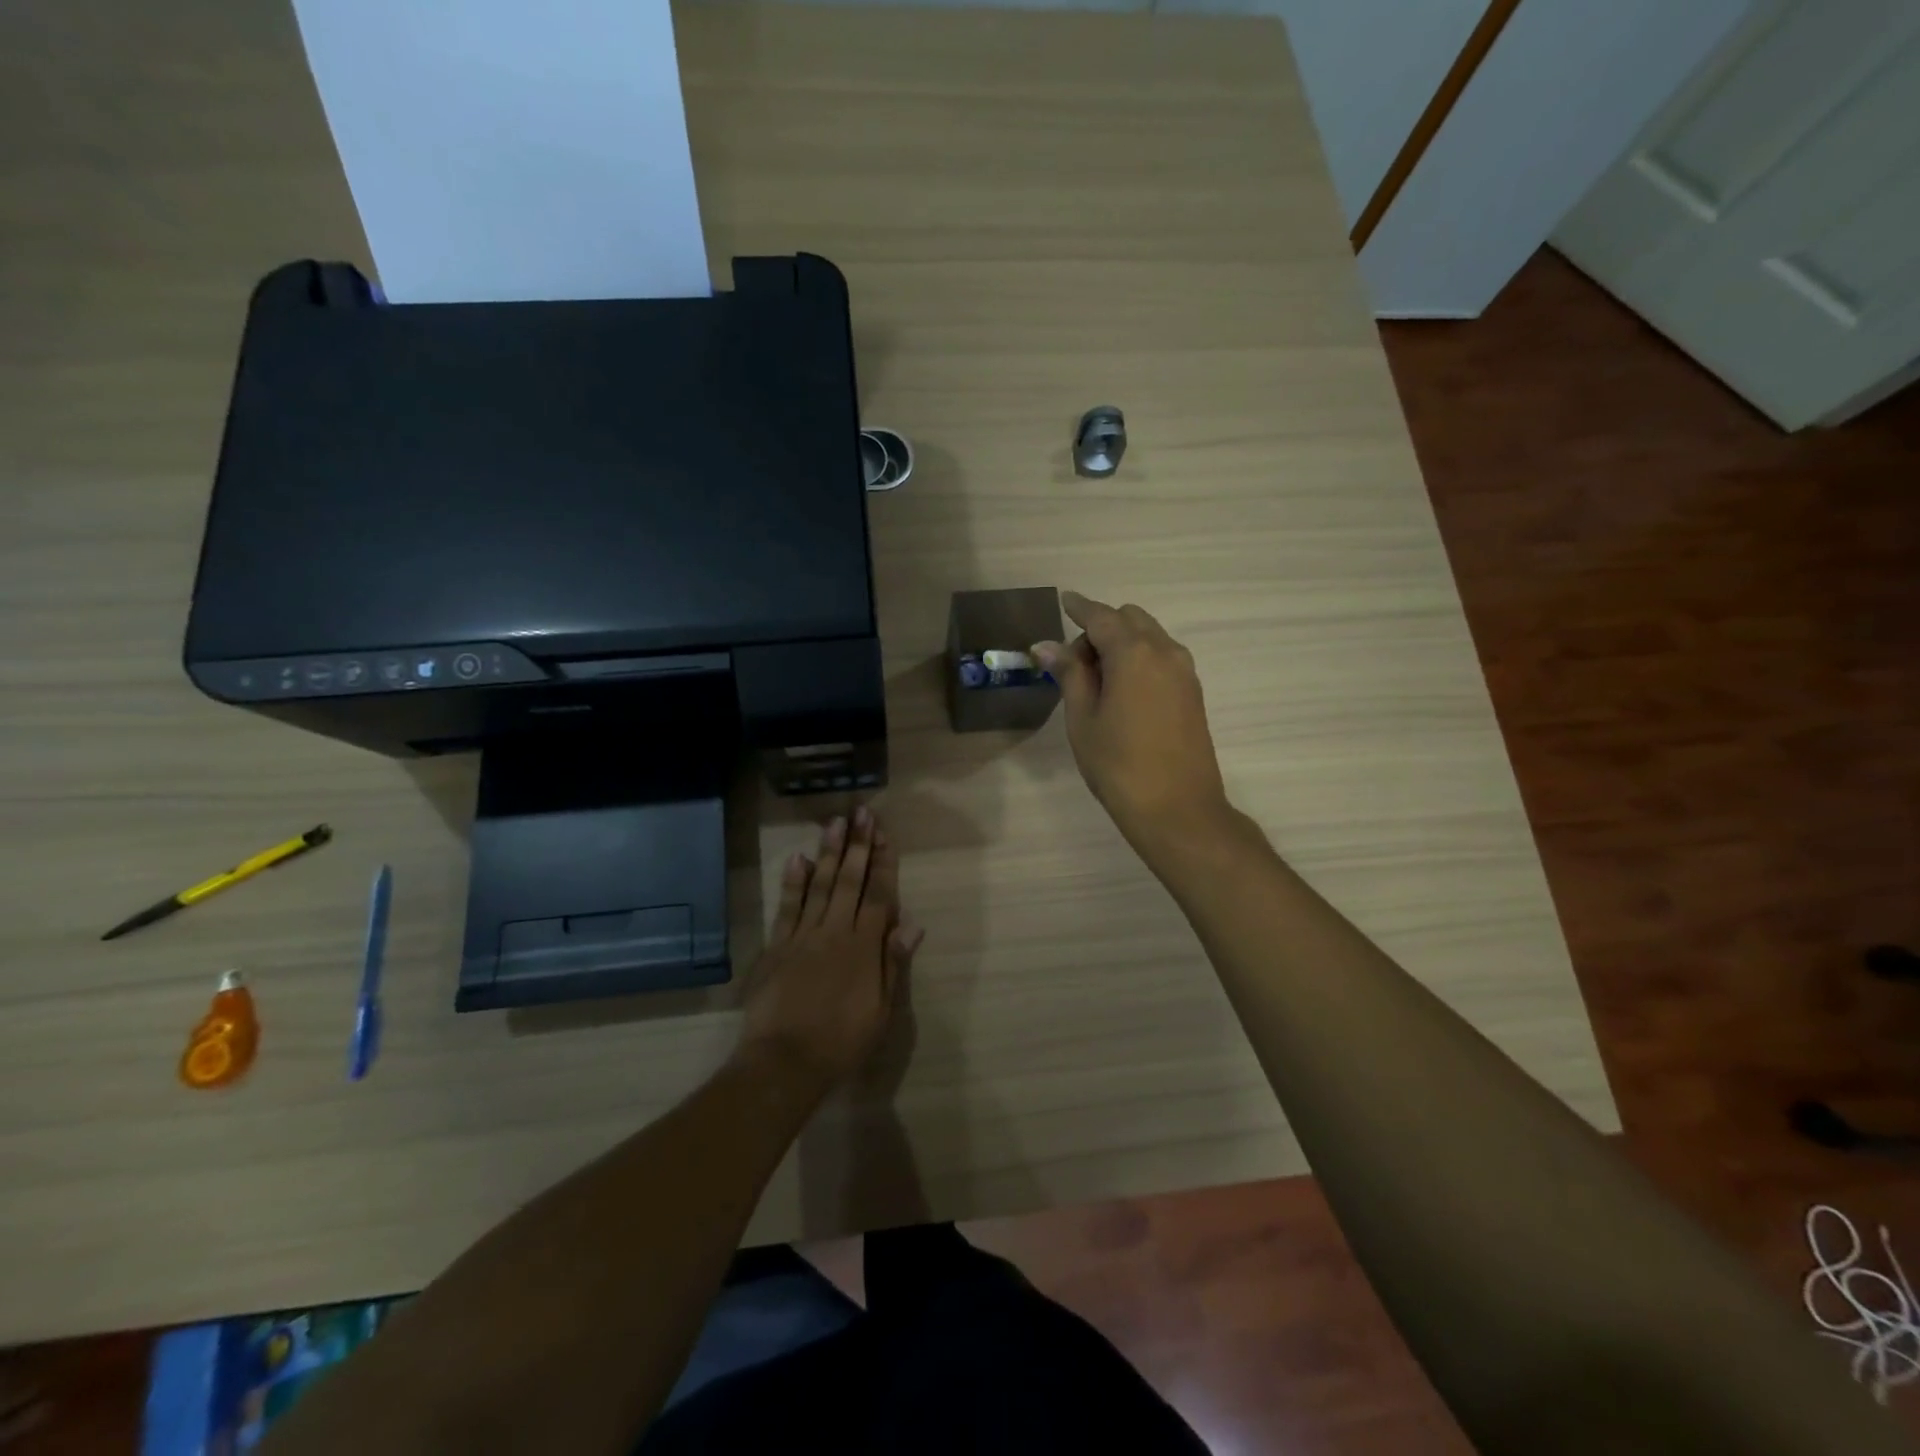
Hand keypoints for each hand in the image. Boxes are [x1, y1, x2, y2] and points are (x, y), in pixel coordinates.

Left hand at [737, 807, 924, 1095]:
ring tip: (836, 822)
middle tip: (862, 813)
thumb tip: (912, 924)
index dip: (884, 864)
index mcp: (865, 947)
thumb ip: (893, 963)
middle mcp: (835, 931)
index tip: (886, 835)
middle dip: (859, 845)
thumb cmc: (841, 1041)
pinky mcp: (777, 945)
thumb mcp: (881, 1010)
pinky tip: (798, 858)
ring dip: (830, 852)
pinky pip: (787, 906)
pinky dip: (793, 882)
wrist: (785, 1061)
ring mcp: (803, 935)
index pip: (879, 896)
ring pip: (820, 885)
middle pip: (850, 881)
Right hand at [1033, 591, 1236, 858]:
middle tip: (1076, 664)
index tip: (1064, 601)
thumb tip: (1046, 644)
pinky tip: (1123, 692)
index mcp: (1134, 653)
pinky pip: (1163, 657)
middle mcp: (1165, 651)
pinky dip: (1141, 659)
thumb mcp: (1083, 719)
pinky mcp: (1193, 692)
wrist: (1177, 809)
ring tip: (1098, 682)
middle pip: (1130, 619)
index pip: (1101, 616)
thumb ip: (1069, 674)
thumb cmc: (1118, 765)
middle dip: (1101, 628)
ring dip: (1123, 643)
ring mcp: (1184, 672)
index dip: (1080, 607)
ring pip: (1150, 637)